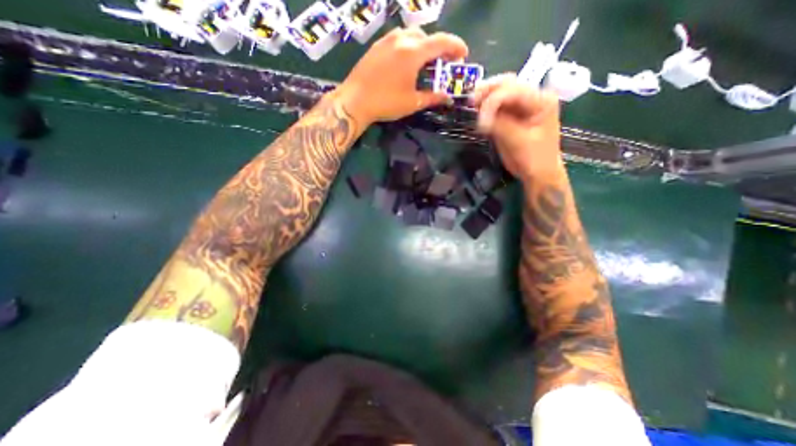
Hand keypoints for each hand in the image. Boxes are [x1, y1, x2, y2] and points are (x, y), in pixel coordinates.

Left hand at [333, 26, 467, 125]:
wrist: (355, 101)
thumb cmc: (386, 102)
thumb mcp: (413, 102)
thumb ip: (432, 97)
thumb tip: (447, 98)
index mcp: (413, 52)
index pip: (442, 42)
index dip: (456, 46)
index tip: (464, 55)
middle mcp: (401, 39)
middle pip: (427, 37)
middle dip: (439, 48)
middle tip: (443, 64)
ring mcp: (386, 40)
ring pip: (411, 35)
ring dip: (423, 46)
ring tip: (424, 63)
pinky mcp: (376, 46)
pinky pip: (398, 39)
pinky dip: (408, 47)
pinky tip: (406, 62)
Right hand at [471, 73, 565, 181]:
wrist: (538, 173)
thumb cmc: (534, 159)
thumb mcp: (518, 142)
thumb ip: (501, 126)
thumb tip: (480, 118)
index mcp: (541, 100)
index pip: (513, 90)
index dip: (493, 102)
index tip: (480, 122)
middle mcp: (532, 97)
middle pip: (507, 84)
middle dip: (487, 92)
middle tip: (471, 103)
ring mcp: (521, 106)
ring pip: (500, 92)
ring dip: (484, 97)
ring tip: (472, 106)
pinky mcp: (511, 115)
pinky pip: (496, 106)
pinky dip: (485, 108)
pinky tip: (477, 111)